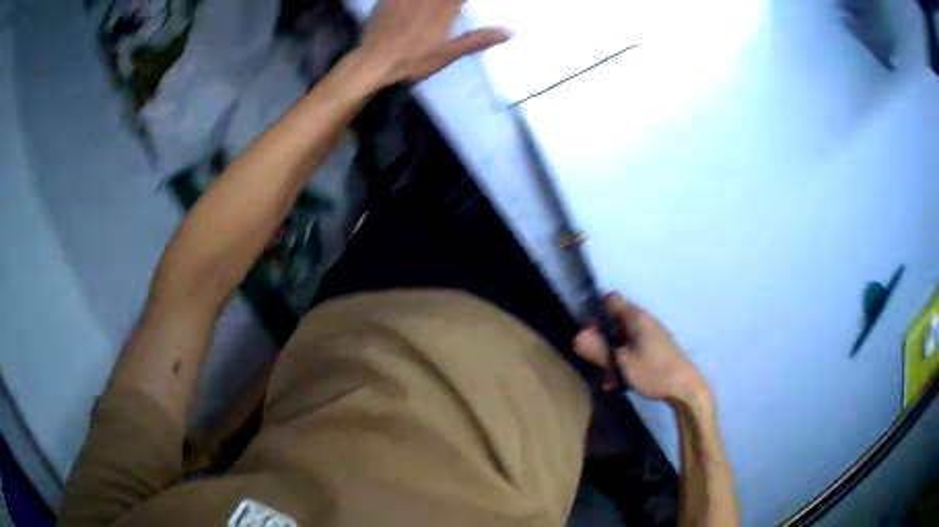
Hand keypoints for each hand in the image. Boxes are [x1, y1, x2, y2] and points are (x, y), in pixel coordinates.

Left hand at [358, 0, 510, 86]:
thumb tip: (509, 32)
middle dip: (450, 1)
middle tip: (452, 7)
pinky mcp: (387, 0)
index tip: (464, 4)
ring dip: (430, 1)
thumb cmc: (413, 61)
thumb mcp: (449, 53)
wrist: (373, 64)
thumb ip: (478, 39)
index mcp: (443, 8)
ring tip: (432, 7)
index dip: (463, 0)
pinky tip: (411, 4)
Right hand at [574, 293, 712, 407]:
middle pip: (616, 320)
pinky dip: (625, 361)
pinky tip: (620, 383)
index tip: (590, 333)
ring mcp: (654, 335)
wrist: (687, 389)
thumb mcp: (621, 363)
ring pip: (624, 338)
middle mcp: (646, 321)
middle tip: (596, 359)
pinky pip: (635, 349)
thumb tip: (576, 337)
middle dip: (603, 339)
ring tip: (608, 378)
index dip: (596, 311)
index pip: (611, 299)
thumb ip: (598, 350)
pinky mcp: (659, 349)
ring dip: (613, 355)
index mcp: (636, 318)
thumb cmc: (654, 372)